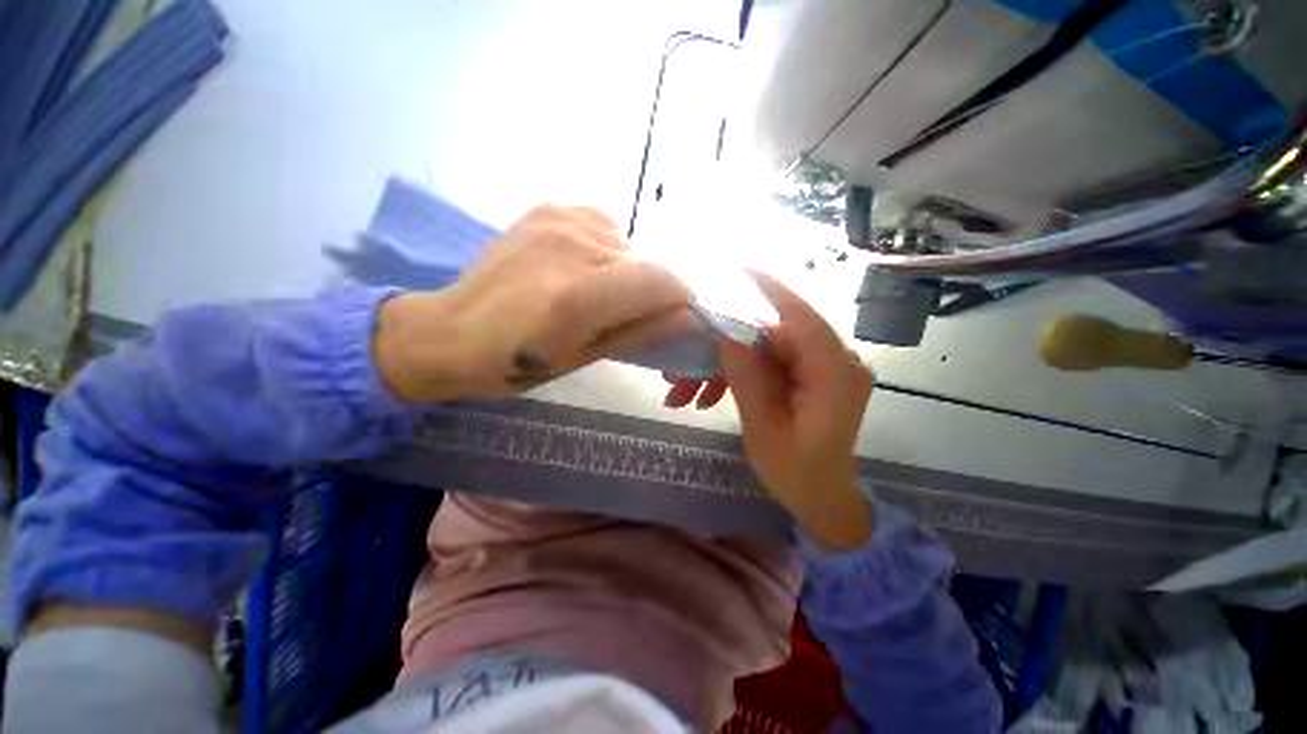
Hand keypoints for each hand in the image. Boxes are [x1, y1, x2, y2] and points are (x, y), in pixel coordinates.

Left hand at [375, 206, 692, 401]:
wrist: (451, 331)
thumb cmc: (516, 363)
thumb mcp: (585, 357)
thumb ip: (641, 331)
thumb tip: (688, 316)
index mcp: (577, 296)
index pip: (659, 280)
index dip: (681, 296)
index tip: (681, 313)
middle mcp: (571, 246)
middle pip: (644, 263)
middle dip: (651, 290)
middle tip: (631, 313)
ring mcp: (556, 220)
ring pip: (625, 245)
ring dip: (627, 270)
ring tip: (600, 291)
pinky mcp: (546, 209)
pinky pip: (602, 224)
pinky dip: (607, 247)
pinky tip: (585, 265)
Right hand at [663, 272, 873, 549]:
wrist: (822, 500)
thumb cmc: (798, 475)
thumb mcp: (763, 428)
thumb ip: (747, 375)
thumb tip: (726, 327)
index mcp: (834, 372)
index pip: (798, 314)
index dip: (763, 287)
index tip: (729, 266)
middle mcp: (834, 359)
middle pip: (771, 332)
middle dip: (720, 344)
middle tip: (679, 365)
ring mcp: (819, 365)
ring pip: (762, 347)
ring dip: (720, 364)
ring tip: (681, 391)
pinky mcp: (806, 373)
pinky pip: (766, 362)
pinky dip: (734, 374)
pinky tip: (705, 395)